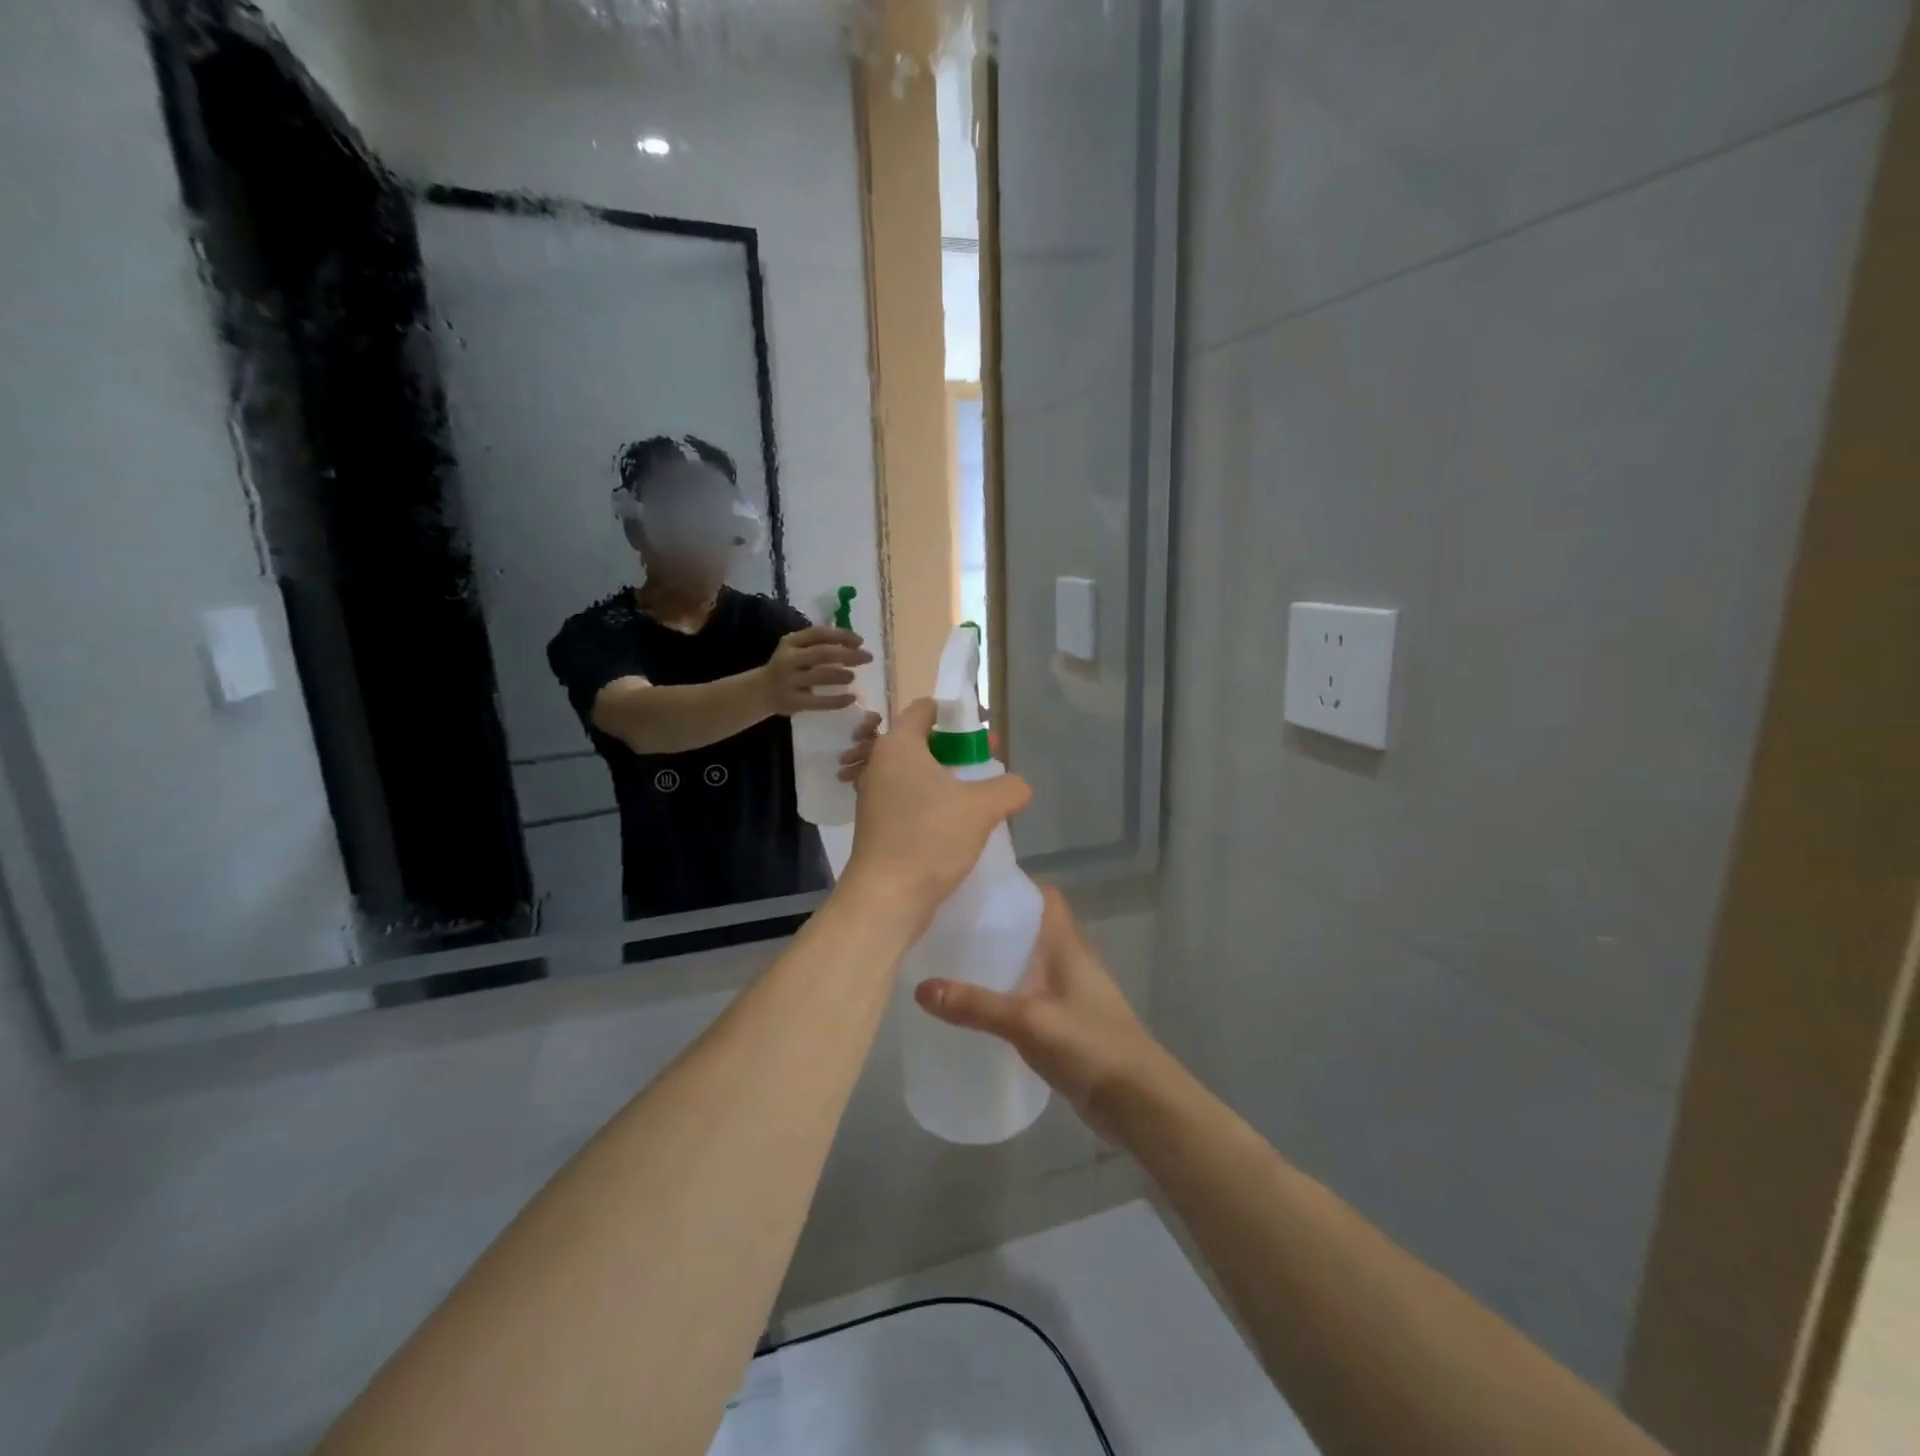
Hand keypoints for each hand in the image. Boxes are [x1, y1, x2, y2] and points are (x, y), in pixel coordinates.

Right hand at [762, 627, 871, 715]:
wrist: (760, 692)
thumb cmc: (788, 667)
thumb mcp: (796, 649)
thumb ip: (818, 644)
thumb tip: (854, 642)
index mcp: (790, 642)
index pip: (818, 633)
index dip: (841, 635)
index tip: (860, 641)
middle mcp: (788, 659)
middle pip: (823, 653)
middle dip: (848, 654)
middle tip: (868, 658)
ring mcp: (789, 681)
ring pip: (821, 676)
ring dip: (841, 675)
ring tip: (853, 676)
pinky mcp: (793, 702)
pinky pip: (819, 702)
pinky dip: (838, 700)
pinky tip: (852, 698)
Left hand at [840, 699, 1030, 925]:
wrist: (886, 897)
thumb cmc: (930, 837)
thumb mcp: (981, 807)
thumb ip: (1008, 787)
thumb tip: (1020, 786)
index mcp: (899, 745)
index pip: (926, 709)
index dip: (958, 713)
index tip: (985, 730)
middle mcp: (880, 763)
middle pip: (923, 740)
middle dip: (959, 748)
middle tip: (990, 762)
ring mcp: (875, 795)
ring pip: (917, 772)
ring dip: (948, 778)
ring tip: (980, 795)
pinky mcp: (878, 824)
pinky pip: (910, 798)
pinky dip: (933, 801)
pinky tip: (958, 822)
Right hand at [914, 886, 1162, 1140]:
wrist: (1138, 1102)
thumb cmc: (1089, 1045)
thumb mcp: (1027, 1021)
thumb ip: (976, 1005)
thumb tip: (921, 988)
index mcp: (1067, 944)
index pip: (1043, 896)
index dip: (1012, 887)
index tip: (971, 888)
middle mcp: (1070, 959)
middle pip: (1030, 928)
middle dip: (994, 924)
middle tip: (948, 925)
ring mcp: (1070, 992)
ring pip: (1029, 962)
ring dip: (999, 960)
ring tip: (952, 960)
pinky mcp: (1066, 1022)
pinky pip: (1030, 994)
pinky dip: (1006, 993)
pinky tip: (976, 1006)